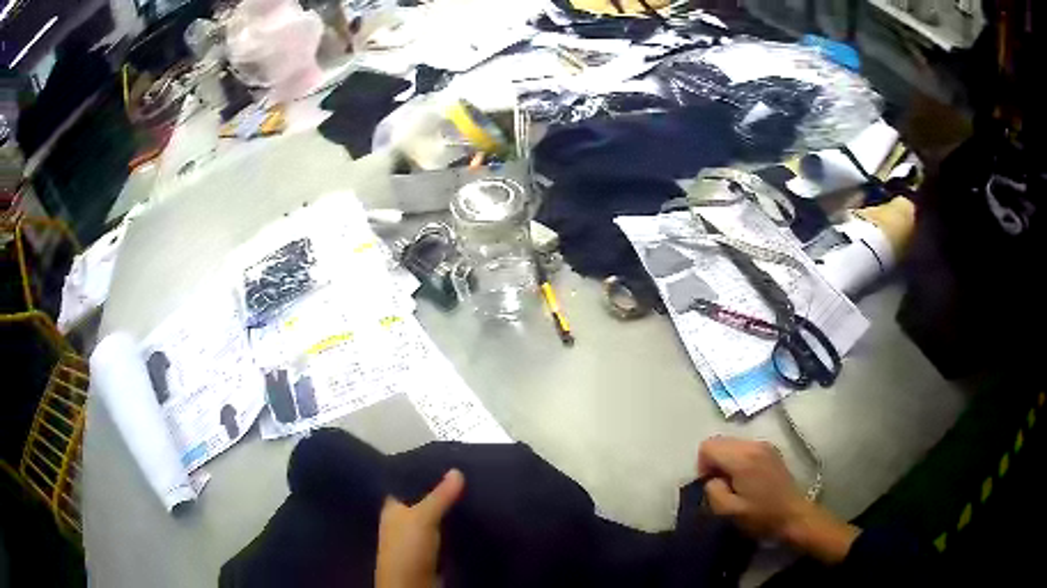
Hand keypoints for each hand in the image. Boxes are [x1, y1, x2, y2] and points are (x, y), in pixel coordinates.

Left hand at [375, 469, 465, 587]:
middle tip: (468, 473)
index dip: (422, 472)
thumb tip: (457, 470)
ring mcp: (417, 537)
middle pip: (422, 499)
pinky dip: (455, 526)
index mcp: (392, 507)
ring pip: (435, 517)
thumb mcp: (422, 518)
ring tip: (474, 490)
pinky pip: (445, 533)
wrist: (412, 586)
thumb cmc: (407, 548)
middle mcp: (402, 520)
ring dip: (450, 509)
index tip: (446, 459)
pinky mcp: (432, 551)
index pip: (405, 482)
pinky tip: (471, 518)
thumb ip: (439, 496)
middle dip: (441, 490)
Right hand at [697, 437, 858, 563]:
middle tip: (721, 486)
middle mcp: (754, 444)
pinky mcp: (771, 450)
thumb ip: (712, 491)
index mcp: (742, 457)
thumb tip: (711, 479)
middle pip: (719, 441)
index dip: (702, 466)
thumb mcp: (728, 511)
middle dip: (714, 462)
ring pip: (732, 443)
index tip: (711, 485)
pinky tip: (747, 479)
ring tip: (734, 483)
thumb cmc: (761, 516)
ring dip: (726, 461)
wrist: (793, 516)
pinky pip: (744, 447)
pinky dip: (738, 459)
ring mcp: (765, 445)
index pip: (708, 446)